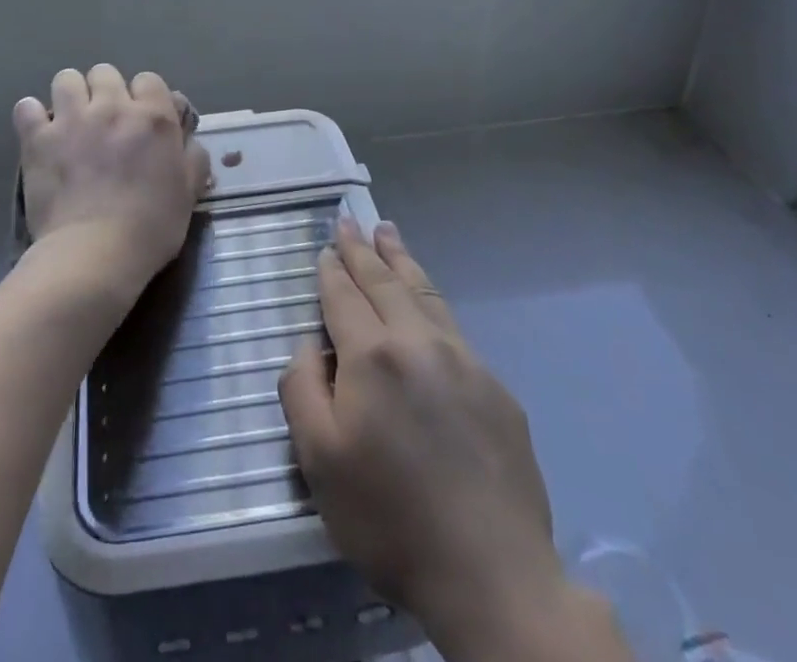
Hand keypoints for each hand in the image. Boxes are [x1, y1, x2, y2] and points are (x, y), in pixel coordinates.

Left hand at [15, 65, 209, 299]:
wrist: (95, 254)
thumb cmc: (150, 228)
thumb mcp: (188, 193)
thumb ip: (192, 157)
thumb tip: (187, 137)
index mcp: (153, 117)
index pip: (149, 80)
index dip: (145, 97)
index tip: (141, 120)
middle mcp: (112, 107)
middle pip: (105, 72)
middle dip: (105, 91)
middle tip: (105, 122)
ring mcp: (71, 119)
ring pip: (66, 78)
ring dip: (70, 95)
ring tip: (70, 121)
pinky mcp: (38, 138)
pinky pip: (27, 107)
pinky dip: (32, 117)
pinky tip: (39, 133)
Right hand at [279, 218, 628, 661]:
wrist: (493, 575)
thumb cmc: (390, 518)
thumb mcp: (319, 459)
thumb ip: (302, 387)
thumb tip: (310, 344)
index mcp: (372, 354)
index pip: (343, 296)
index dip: (331, 269)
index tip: (326, 247)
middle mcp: (418, 341)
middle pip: (384, 281)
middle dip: (363, 250)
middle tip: (350, 221)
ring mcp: (463, 360)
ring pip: (424, 292)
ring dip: (401, 259)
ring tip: (388, 232)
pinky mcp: (495, 387)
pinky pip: (452, 324)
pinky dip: (430, 297)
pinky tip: (426, 299)